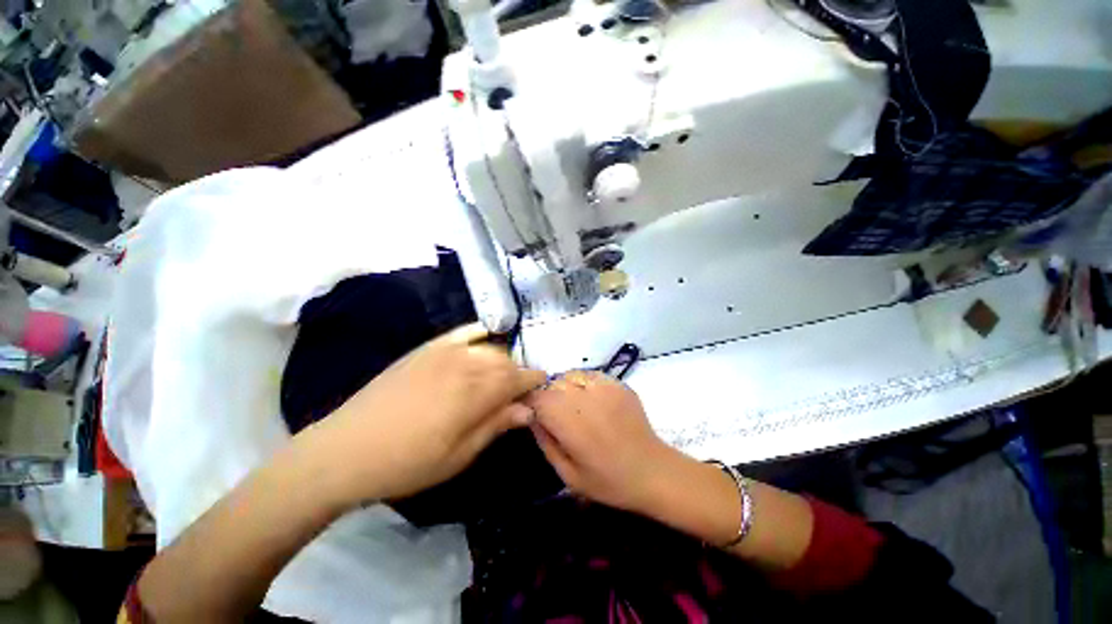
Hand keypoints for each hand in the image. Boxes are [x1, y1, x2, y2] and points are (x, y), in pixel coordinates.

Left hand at [296, 323, 546, 507]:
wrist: (346, 450)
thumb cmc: (408, 463)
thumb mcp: (459, 455)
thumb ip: (496, 425)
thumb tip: (529, 410)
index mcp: (475, 392)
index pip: (518, 378)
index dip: (534, 381)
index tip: (541, 386)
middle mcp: (465, 363)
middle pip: (506, 361)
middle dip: (517, 374)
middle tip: (517, 392)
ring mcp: (445, 351)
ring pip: (489, 347)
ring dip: (501, 359)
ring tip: (499, 376)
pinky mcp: (427, 348)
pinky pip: (463, 332)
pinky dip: (479, 334)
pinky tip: (483, 341)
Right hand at [525, 370, 675, 512]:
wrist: (652, 470)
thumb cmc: (608, 481)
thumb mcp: (568, 475)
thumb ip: (546, 443)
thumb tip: (532, 417)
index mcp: (571, 423)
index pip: (538, 398)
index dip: (531, 403)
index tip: (533, 414)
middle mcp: (585, 398)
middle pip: (553, 384)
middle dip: (548, 397)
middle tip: (556, 416)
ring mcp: (604, 387)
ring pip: (571, 376)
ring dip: (565, 388)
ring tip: (574, 407)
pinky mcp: (617, 384)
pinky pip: (590, 375)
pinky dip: (583, 383)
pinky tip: (590, 401)